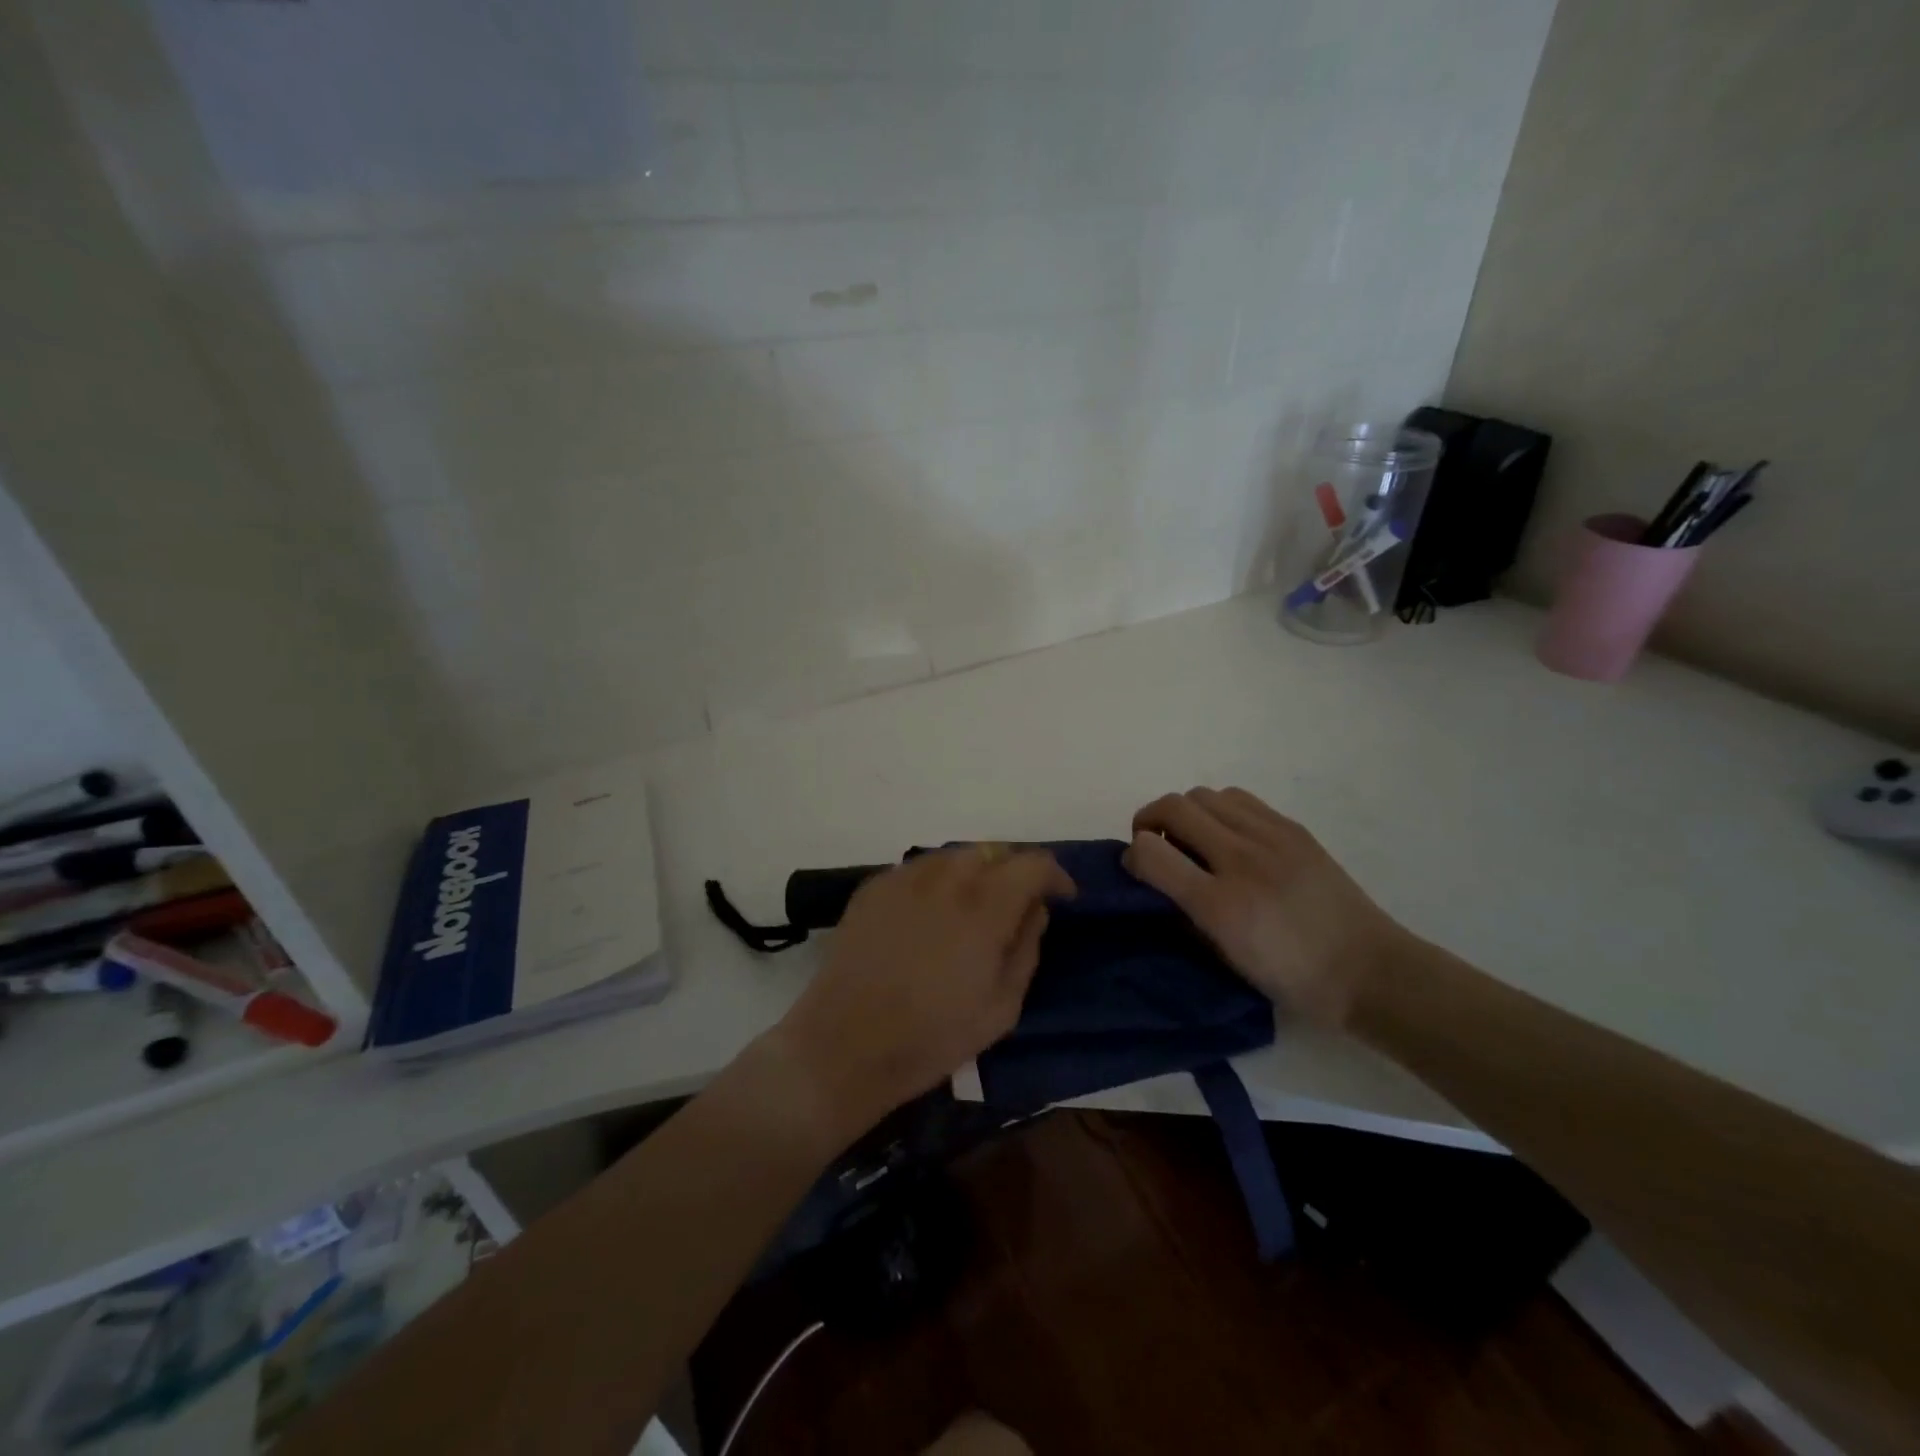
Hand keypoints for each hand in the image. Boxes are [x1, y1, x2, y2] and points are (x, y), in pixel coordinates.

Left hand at [769, 847, 1074, 1133]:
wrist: (845, 1044)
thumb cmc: (933, 1036)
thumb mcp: (1002, 1007)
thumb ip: (1026, 947)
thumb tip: (1034, 909)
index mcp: (985, 905)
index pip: (1033, 863)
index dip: (1055, 875)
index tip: (1062, 897)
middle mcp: (946, 877)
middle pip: (993, 851)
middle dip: (1014, 872)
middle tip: (1018, 904)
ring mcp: (905, 877)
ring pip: (954, 856)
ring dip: (976, 873)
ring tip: (974, 907)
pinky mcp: (874, 887)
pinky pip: (919, 869)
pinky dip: (938, 882)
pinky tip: (932, 914)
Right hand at [1125, 788, 1405, 1026]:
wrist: (1370, 970)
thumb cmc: (1293, 979)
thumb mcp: (1227, 961)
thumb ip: (1185, 917)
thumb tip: (1158, 885)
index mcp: (1220, 906)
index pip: (1150, 853)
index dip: (1132, 856)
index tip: (1136, 869)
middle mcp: (1241, 860)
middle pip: (1173, 807)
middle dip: (1148, 821)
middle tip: (1155, 846)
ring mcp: (1270, 837)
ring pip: (1202, 794)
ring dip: (1184, 812)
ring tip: (1193, 839)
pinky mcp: (1292, 828)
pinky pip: (1237, 798)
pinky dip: (1218, 810)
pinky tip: (1228, 835)